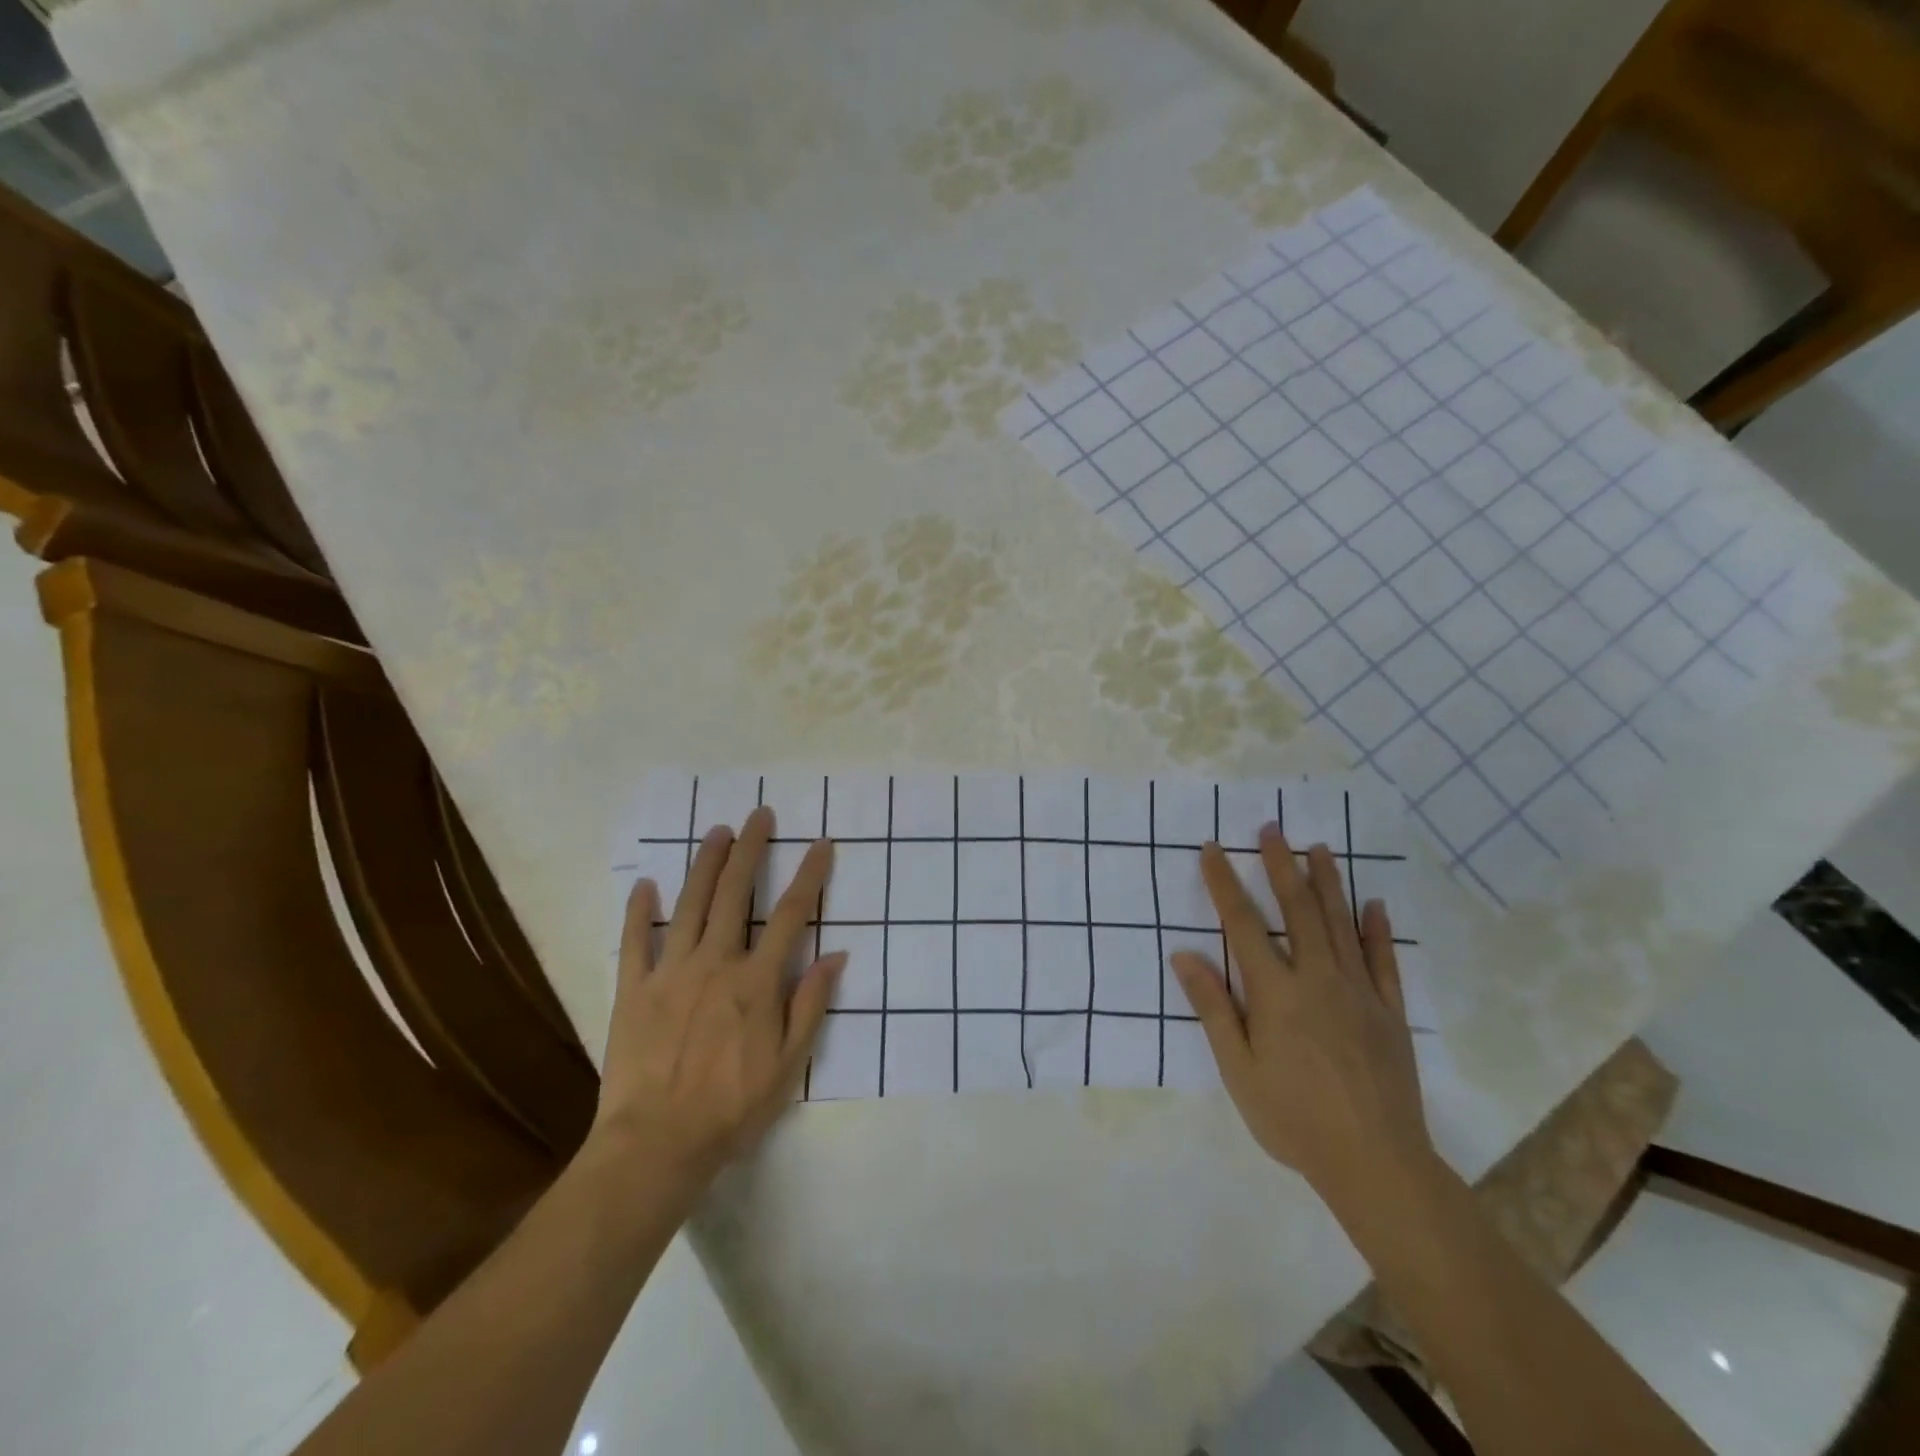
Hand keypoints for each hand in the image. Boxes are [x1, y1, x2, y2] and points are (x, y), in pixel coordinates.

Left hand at [591, 807, 843, 1193]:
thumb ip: (810, 1006)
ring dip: (705, 864)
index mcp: (756, 982)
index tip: (821, 845)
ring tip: (717, 832)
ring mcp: (670, 973)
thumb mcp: (789, 1066)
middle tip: (760, 815)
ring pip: (690, 905)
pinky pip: (634, 942)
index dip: (809, 876)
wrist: (656, 1145)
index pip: (790, 916)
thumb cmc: (732, 1108)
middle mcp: (715, 964)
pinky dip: (639, 911)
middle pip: (735, 895)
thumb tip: (835, 955)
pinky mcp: (634, 990)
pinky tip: (646, 884)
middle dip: (750, 850)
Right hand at [1171, 826, 1430, 1202]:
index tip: (1213, 849)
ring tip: (1319, 848)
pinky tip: (1374, 905)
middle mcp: (1317, 979)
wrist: (1375, 1163)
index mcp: (1275, 992)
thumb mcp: (1238, 1069)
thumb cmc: (1293, 1118)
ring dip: (1327, 883)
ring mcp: (1360, 992)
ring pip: (1341, 925)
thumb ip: (1213, 1008)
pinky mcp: (1390, 1012)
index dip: (1224, 883)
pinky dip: (1377, 930)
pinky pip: (1384, 961)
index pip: (1243, 924)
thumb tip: (1184, 954)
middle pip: (1297, 910)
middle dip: (1281, 866)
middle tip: (1272, 829)